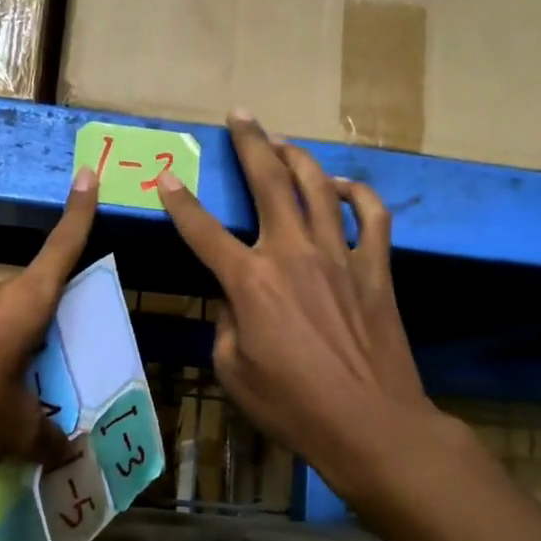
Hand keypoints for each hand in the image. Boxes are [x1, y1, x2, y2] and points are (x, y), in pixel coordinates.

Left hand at [0, 171, 98, 480]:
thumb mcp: (15, 432)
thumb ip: (47, 437)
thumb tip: (66, 449)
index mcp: (21, 304)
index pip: (60, 250)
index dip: (78, 213)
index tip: (87, 173)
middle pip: (28, 295)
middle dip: (43, 324)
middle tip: (53, 366)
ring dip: (9, 345)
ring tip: (12, 394)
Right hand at [157, 114, 435, 506]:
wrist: (370, 424)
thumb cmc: (293, 406)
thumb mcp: (233, 370)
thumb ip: (226, 323)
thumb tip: (234, 297)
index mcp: (250, 281)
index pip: (202, 230)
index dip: (179, 201)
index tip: (165, 176)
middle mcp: (292, 253)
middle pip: (268, 182)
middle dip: (249, 143)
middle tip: (240, 116)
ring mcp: (339, 255)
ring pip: (317, 186)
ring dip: (296, 157)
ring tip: (281, 142)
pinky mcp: (375, 268)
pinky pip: (370, 216)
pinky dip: (357, 193)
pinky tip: (342, 185)